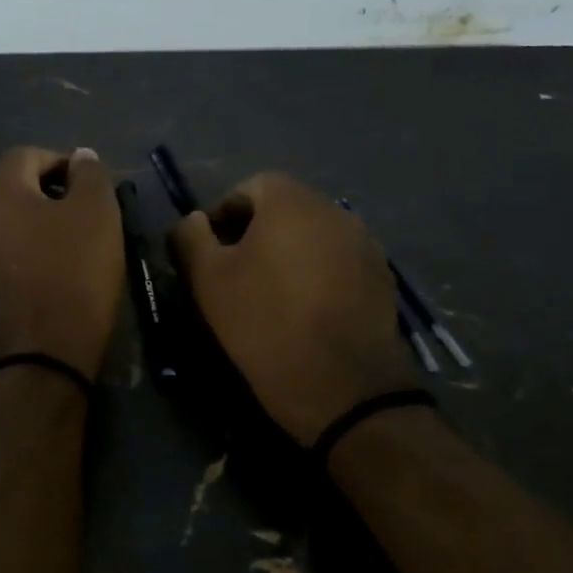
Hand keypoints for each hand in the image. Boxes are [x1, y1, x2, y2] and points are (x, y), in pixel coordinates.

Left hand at [0, 146, 123, 378]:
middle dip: (47, 196)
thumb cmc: (74, 274)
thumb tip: (80, 157)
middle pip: (11, 190)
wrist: (43, 356)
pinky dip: (21, 258)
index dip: (61, 163)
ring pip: (4, 226)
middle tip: (82, 218)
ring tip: (67, 249)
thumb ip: (90, 175)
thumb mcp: (97, 214)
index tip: (89, 188)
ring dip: (33, 228)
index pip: (26, 155)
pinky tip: (47, 278)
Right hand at [171, 173, 415, 445]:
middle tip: (235, 272)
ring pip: (314, 236)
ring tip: (270, 293)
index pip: (251, 186)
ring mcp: (365, 244)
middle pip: (286, 208)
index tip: (210, 250)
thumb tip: (193, 220)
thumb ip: (190, 237)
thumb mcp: (207, 280)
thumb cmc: (263, 322)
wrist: (341, 385)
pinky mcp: (382, 279)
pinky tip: (305, 311)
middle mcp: (334, 211)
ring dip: (289, 253)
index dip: (224, 213)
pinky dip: (317, 274)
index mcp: (291, 202)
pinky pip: (338, 262)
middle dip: (256, 232)